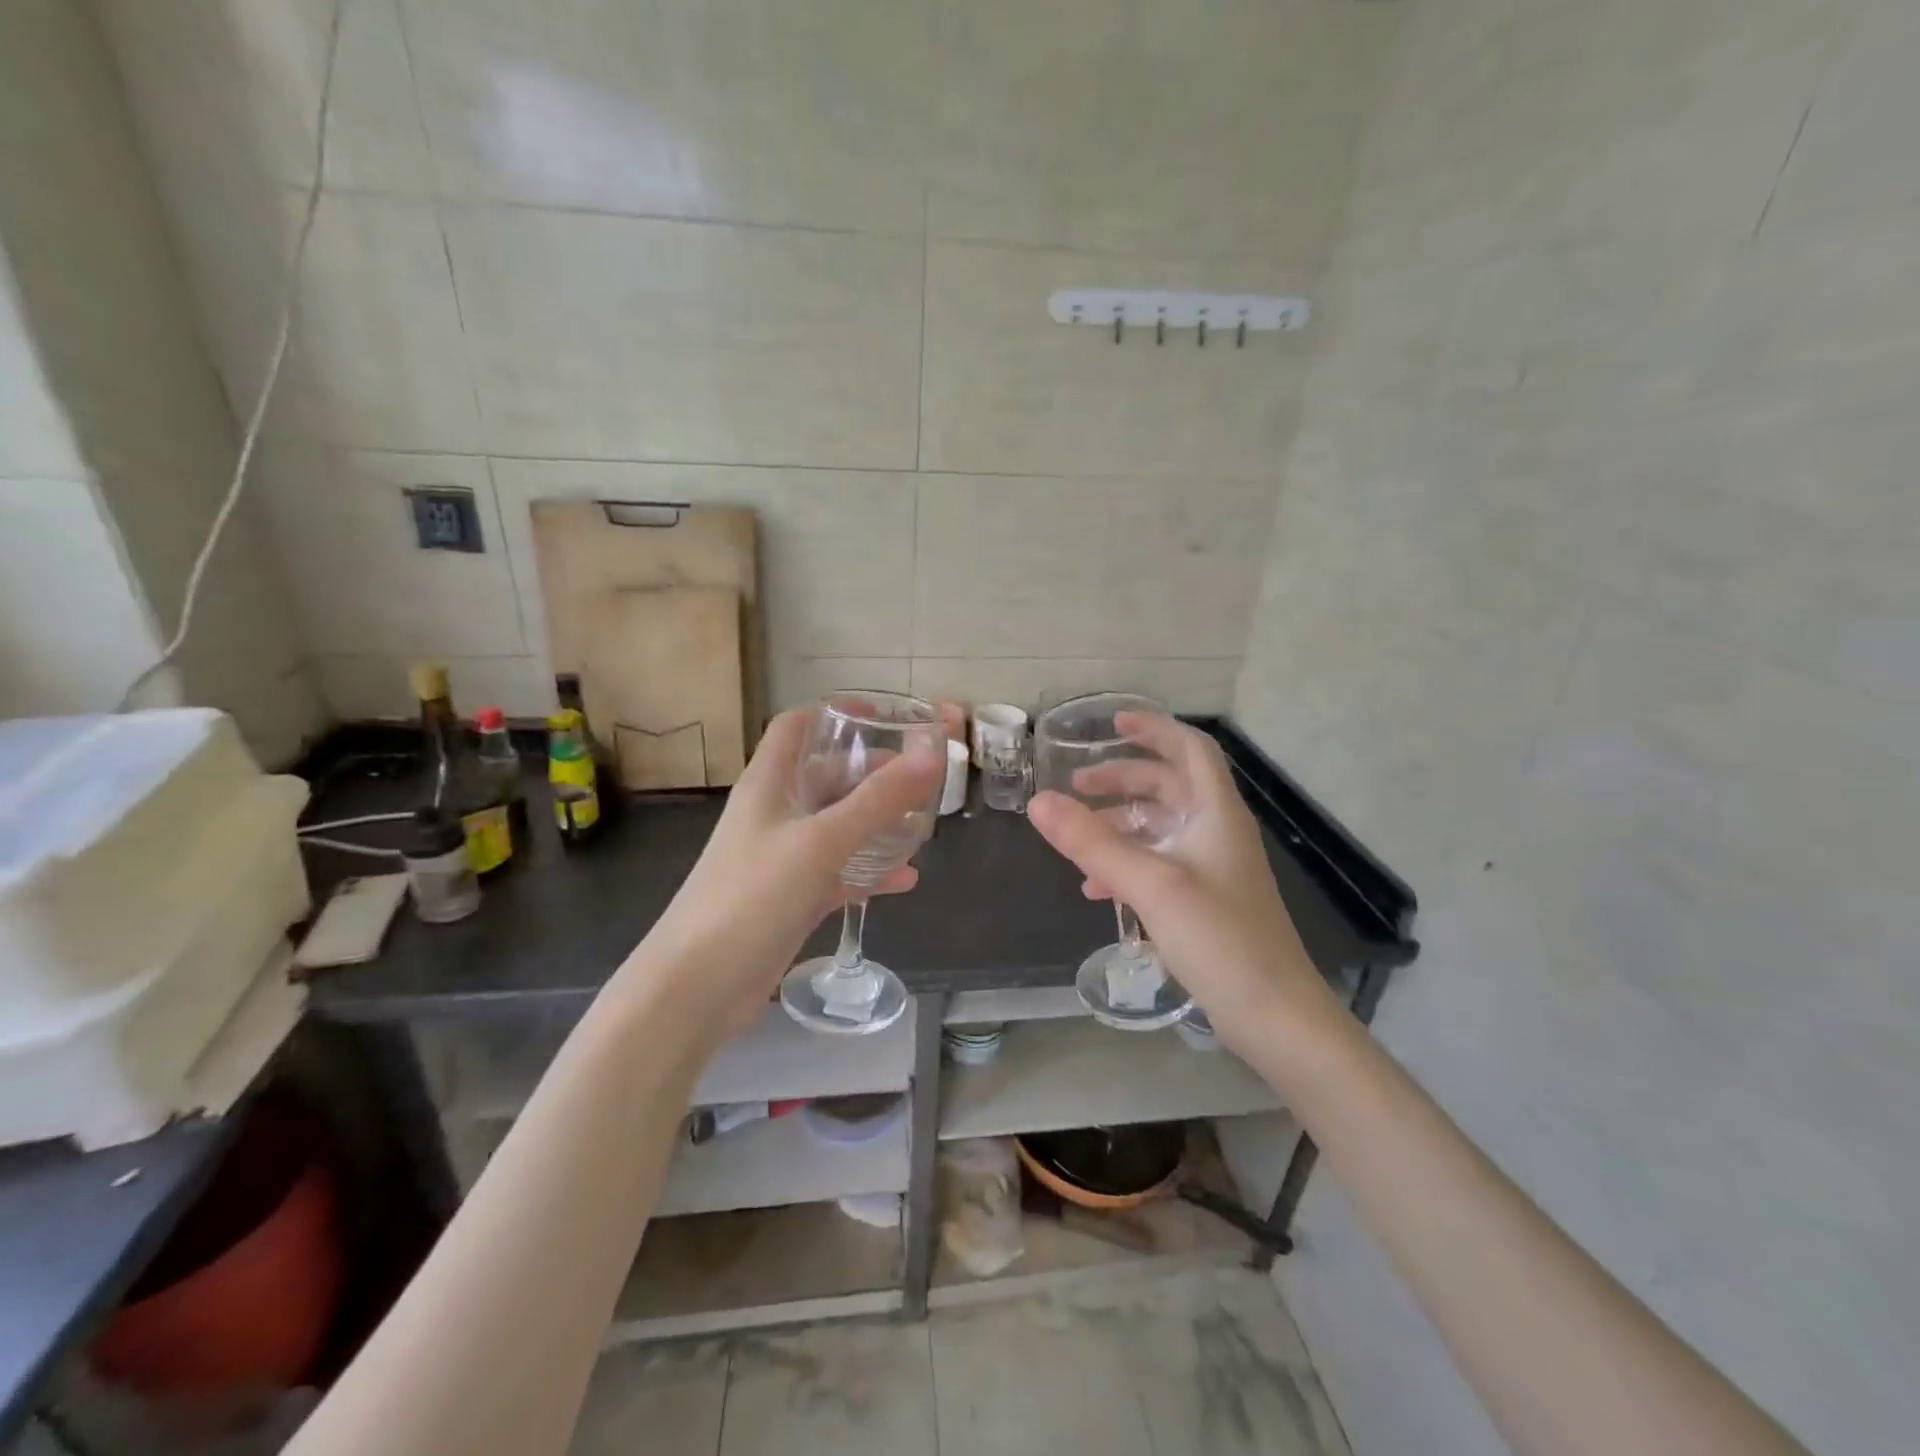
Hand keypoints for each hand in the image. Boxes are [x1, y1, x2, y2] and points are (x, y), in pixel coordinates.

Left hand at [624, 709, 944, 1027]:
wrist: (696, 987)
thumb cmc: (753, 896)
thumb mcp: (821, 841)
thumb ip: (878, 798)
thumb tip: (932, 752)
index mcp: (769, 783)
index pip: (796, 727)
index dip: (836, 713)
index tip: (884, 717)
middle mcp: (774, 813)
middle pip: (825, 775)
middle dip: (872, 771)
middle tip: (921, 776)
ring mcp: (782, 857)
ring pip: (836, 825)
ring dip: (876, 822)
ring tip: (921, 824)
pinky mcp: (791, 898)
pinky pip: (838, 872)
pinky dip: (869, 871)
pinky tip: (905, 880)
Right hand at [1026, 713, 1338, 1050]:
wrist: (1274, 1015)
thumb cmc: (1219, 938)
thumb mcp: (1149, 884)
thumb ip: (1091, 842)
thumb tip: (1038, 801)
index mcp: (1216, 813)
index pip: (1190, 749)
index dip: (1154, 729)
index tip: (1112, 725)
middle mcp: (1217, 832)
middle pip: (1169, 785)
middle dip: (1123, 778)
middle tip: (1078, 785)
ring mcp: (1213, 868)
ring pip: (1161, 827)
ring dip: (1120, 824)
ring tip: (1077, 836)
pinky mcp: (1206, 901)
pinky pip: (1160, 864)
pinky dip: (1127, 863)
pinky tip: (1096, 888)